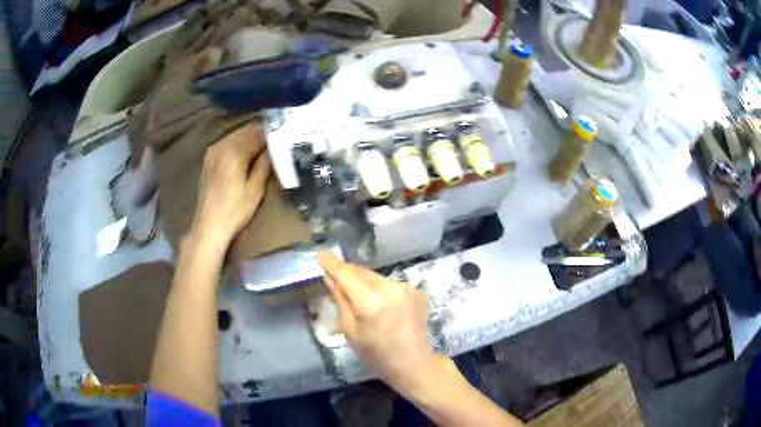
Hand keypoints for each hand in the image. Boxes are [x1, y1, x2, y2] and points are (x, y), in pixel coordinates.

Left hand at [190, 123, 270, 250]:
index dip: (272, 134)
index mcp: (234, 152)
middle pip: (246, 130)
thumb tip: (273, 148)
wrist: (209, 226)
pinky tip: (248, 152)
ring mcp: (213, 151)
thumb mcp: (255, 189)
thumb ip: (264, 164)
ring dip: (251, 137)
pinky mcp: (209, 158)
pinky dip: (240, 143)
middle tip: (277, 140)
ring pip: (237, 134)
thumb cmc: (235, 211)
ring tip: (265, 146)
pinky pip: (228, 142)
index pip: (258, 133)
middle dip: (262, 133)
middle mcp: (222, 146)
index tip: (284, 136)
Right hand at [318, 252, 443, 392]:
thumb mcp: (350, 331)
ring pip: (376, 277)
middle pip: (362, 272)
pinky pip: (390, 284)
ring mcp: (406, 288)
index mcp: (371, 303)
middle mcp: (390, 288)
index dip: (332, 263)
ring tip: (358, 296)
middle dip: (347, 273)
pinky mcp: (416, 291)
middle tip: (334, 277)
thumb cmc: (376, 355)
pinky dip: (380, 289)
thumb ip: (340, 300)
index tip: (320, 254)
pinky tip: (380, 304)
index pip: (347, 274)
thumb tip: (329, 277)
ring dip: (364, 281)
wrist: (413, 363)